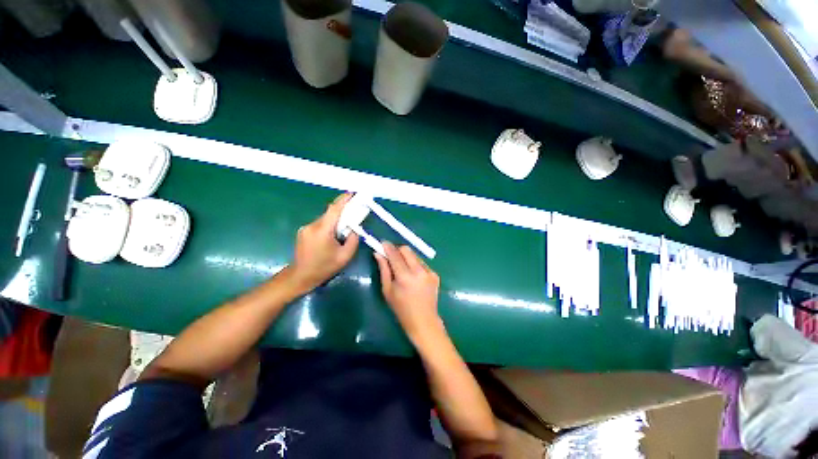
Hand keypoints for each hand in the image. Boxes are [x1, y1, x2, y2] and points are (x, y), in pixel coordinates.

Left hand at [291, 193, 359, 290]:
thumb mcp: (345, 256)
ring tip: (343, 230)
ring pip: (325, 219)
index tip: (353, 194)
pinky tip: (333, 236)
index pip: (334, 210)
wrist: (300, 277)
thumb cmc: (324, 268)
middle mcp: (312, 226)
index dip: (344, 200)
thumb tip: (354, 229)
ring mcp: (305, 228)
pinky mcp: (303, 231)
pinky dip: (329, 225)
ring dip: (335, 220)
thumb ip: (353, 240)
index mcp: (322, 231)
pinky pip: (320, 224)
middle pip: (330, 213)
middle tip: (354, 213)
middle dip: (343, 212)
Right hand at [374, 242, 441, 341]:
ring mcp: (429, 272)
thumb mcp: (387, 290)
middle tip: (391, 255)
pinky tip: (413, 276)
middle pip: (406, 250)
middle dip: (397, 249)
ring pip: (415, 255)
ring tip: (402, 269)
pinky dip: (415, 265)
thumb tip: (378, 253)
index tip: (382, 243)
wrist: (424, 321)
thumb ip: (384, 269)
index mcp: (405, 277)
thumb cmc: (401, 309)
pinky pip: (422, 263)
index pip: (395, 254)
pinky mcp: (435, 274)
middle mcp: (419, 271)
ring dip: (406, 257)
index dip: (388, 247)